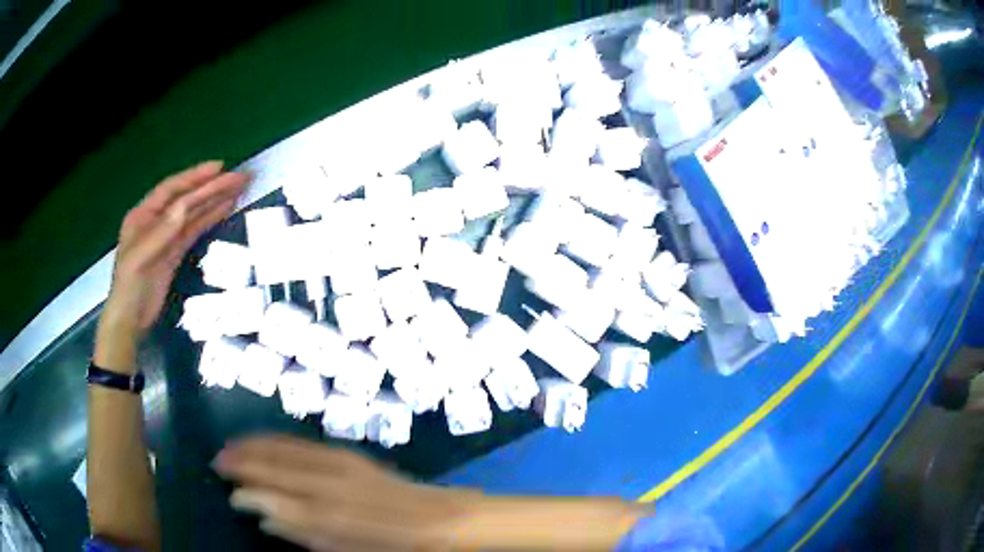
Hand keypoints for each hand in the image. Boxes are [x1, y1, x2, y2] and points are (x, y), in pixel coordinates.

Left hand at [104, 161, 248, 331]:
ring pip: (194, 213)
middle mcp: (156, 220)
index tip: (219, 168)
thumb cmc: (128, 287)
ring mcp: (167, 237)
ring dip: (215, 200)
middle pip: (187, 198)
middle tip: (239, 177)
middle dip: (212, 186)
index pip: (172, 190)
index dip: (195, 177)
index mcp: (143, 215)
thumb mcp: (140, 258)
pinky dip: (210, 218)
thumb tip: (185, 205)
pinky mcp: (176, 252)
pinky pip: (195, 230)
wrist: (130, 320)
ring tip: (238, 188)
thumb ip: (161, 232)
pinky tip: (225, 209)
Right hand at [215, 435, 480, 550]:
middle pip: (275, 467)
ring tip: (232, 447)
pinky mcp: (348, 455)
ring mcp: (340, 463)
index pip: (274, 497)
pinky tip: (265, 441)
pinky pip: (302, 443)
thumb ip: (304, 534)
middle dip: (243, 462)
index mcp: (329, 513)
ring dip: (255, 445)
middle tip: (217, 461)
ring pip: (285, 449)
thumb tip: (264, 517)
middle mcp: (329, 482)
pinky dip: (277, 440)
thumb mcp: (348, 550)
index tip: (227, 490)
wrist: (438, 519)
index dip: (247, 491)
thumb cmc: (393, 545)